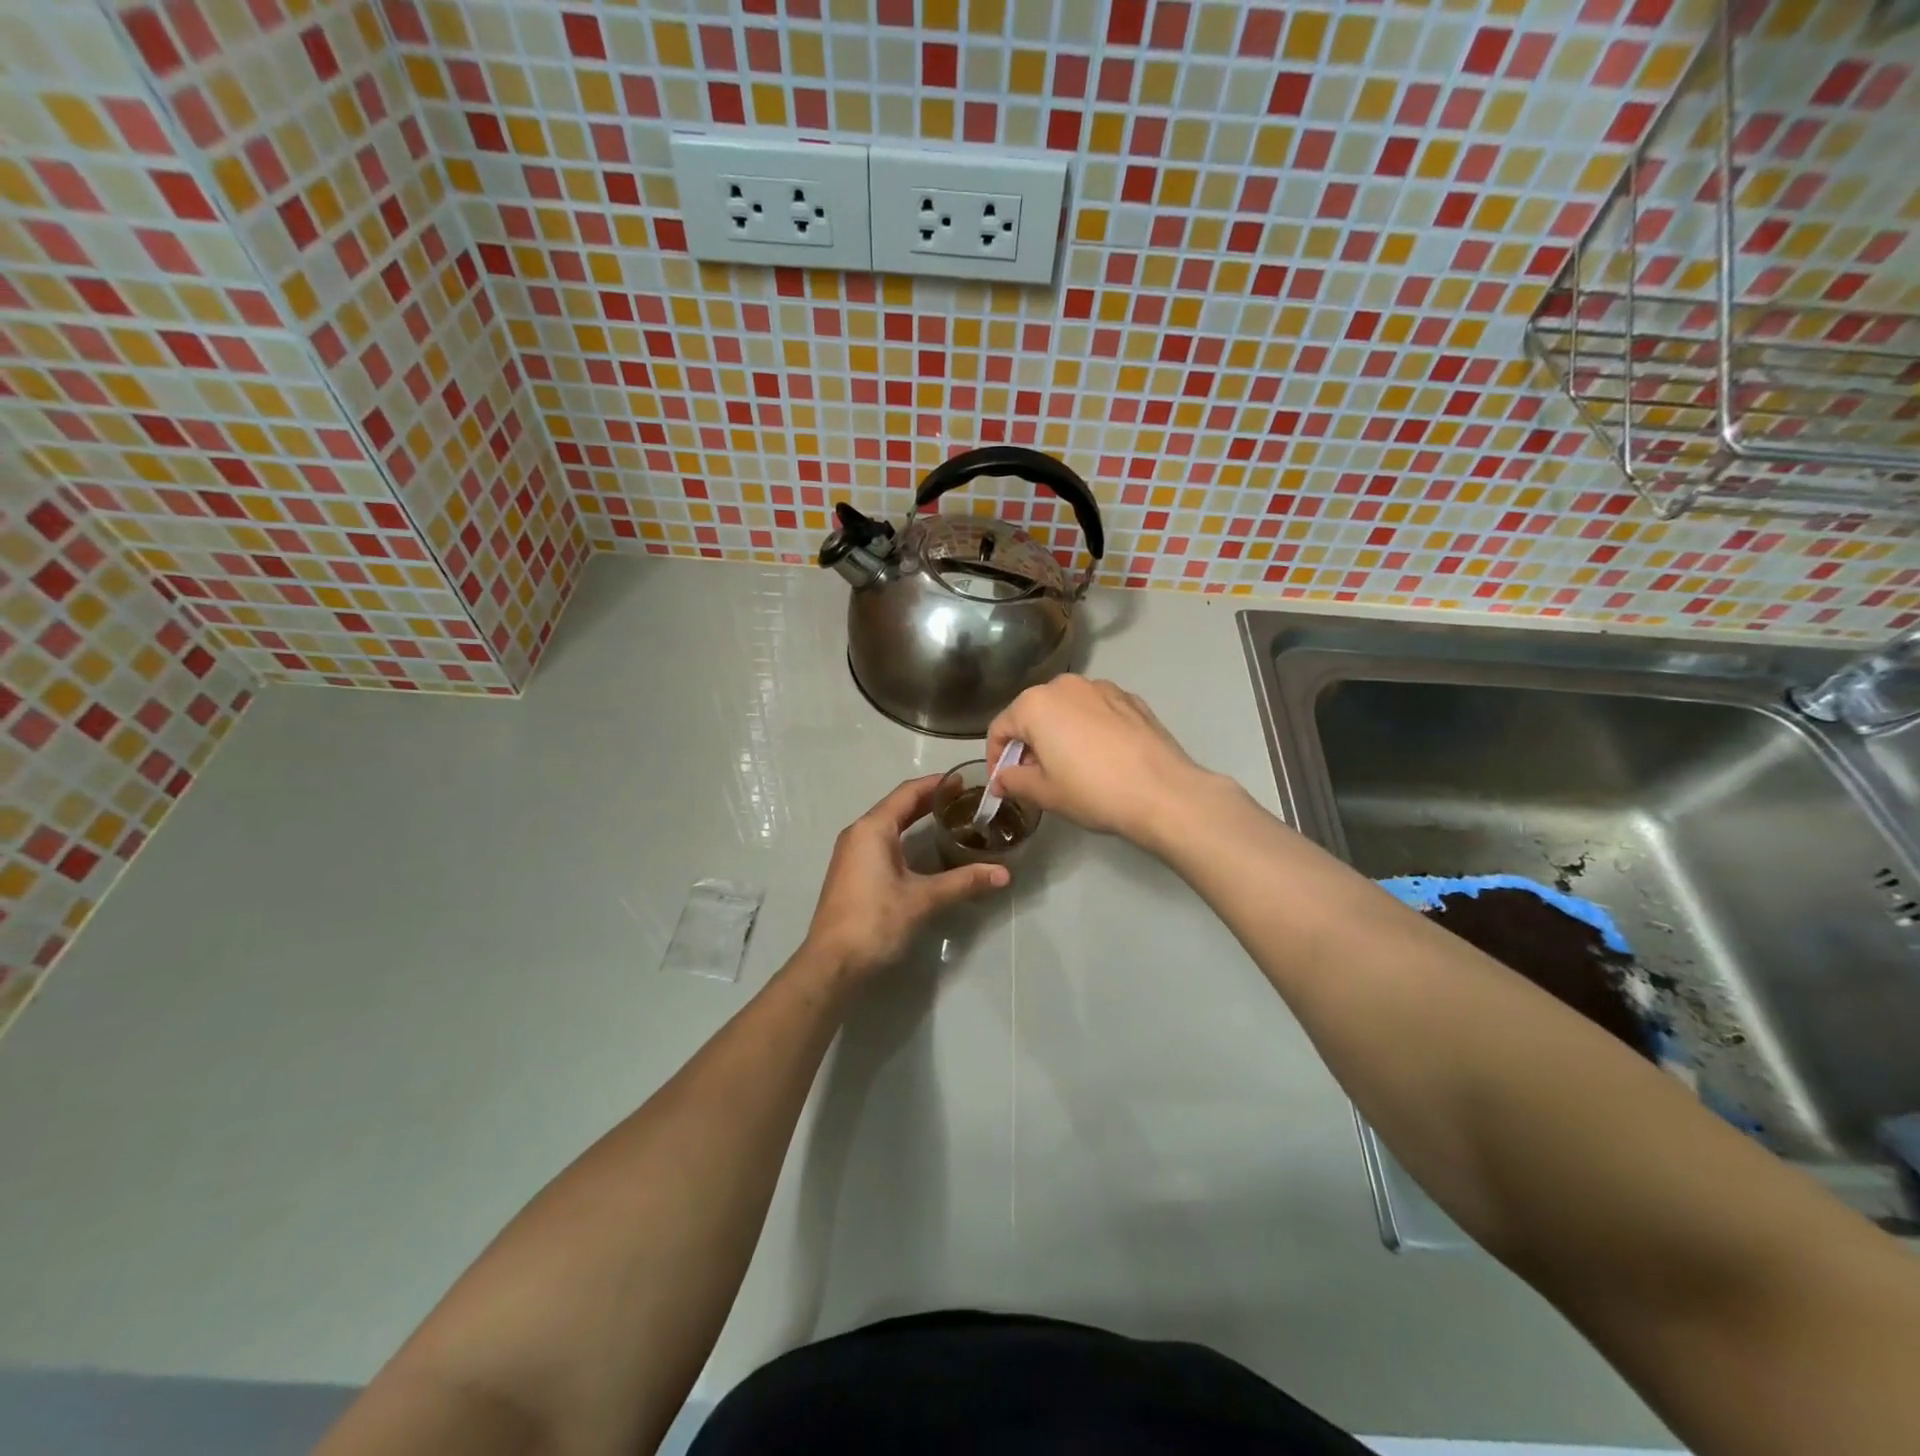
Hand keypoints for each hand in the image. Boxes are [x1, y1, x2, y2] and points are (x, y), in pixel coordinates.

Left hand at [803, 775, 1009, 979]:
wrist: (832, 964)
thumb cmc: (874, 921)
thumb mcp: (922, 899)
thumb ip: (963, 882)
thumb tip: (1004, 874)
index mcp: (872, 829)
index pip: (908, 792)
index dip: (937, 784)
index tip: (965, 781)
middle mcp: (859, 833)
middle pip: (898, 806)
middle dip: (930, 800)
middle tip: (965, 799)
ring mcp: (852, 854)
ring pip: (889, 824)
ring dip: (917, 818)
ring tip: (951, 819)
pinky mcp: (853, 873)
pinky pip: (883, 842)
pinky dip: (906, 837)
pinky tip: (925, 849)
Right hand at [986, 675, 1215, 848]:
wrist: (1163, 792)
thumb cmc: (1093, 791)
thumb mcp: (1044, 793)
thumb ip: (1014, 781)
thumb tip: (1001, 779)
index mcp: (1036, 704)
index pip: (1000, 728)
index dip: (996, 758)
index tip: (1002, 783)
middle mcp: (1066, 685)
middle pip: (1033, 713)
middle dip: (1028, 743)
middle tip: (1034, 777)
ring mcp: (1102, 688)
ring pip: (1066, 709)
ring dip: (1059, 733)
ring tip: (1069, 767)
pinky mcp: (1131, 699)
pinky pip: (1096, 711)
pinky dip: (1089, 729)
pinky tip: (1101, 757)